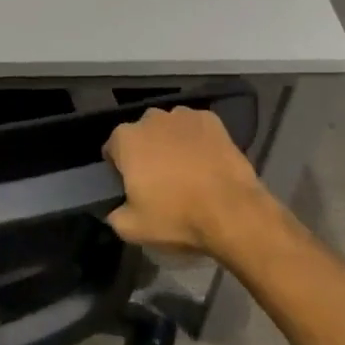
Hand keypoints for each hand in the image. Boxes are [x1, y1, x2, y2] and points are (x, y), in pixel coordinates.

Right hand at [103, 105, 269, 257]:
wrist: (232, 211)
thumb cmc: (176, 217)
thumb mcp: (132, 229)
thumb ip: (114, 215)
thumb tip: (115, 210)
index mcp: (126, 139)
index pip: (112, 149)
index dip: (120, 169)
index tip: (132, 187)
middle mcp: (151, 118)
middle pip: (141, 135)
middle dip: (146, 152)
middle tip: (159, 181)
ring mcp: (183, 115)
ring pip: (169, 128)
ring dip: (171, 143)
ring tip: (186, 171)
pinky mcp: (211, 119)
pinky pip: (195, 128)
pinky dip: (197, 140)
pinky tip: (206, 161)